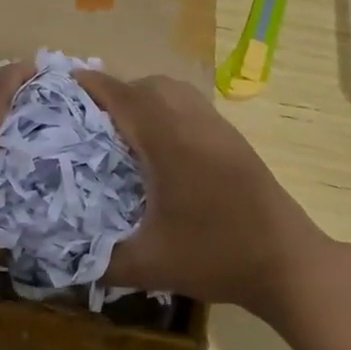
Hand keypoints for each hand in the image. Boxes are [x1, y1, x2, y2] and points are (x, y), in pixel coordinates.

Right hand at [75, 71, 336, 317]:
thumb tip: (64, 255)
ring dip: (146, 98)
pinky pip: (193, 107)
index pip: (123, 96)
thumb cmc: (215, 256)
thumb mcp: (148, 265)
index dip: (91, 85)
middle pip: (150, 85)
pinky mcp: (235, 141)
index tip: (63, 83)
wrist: (287, 263)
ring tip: (124, 130)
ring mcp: (219, 129)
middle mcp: (194, 123)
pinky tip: (162, 149)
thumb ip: (100, 260)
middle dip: (117, 91)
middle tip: (91, 117)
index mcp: (168, 141)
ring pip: (176, 92)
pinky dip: (169, 110)